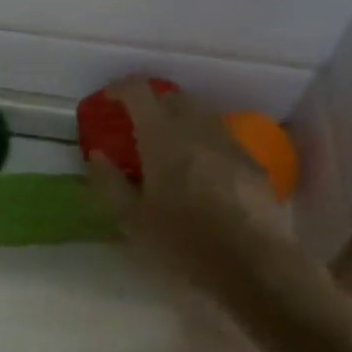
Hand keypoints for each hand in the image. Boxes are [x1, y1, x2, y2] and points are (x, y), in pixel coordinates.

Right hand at [87, 78, 293, 301]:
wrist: (254, 265)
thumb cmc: (184, 242)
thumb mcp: (132, 219)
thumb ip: (109, 183)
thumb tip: (97, 156)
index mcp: (162, 138)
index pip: (139, 91)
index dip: (121, 87)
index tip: (109, 99)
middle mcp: (197, 129)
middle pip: (172, 96)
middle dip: (151, 101)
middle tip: (136, 124)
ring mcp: (229, 143)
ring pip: (200, 114)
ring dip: (179, 120)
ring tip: (168, 146)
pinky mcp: (252, 162)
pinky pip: (221, 138)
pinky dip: (204, 142)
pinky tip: (201, 171)